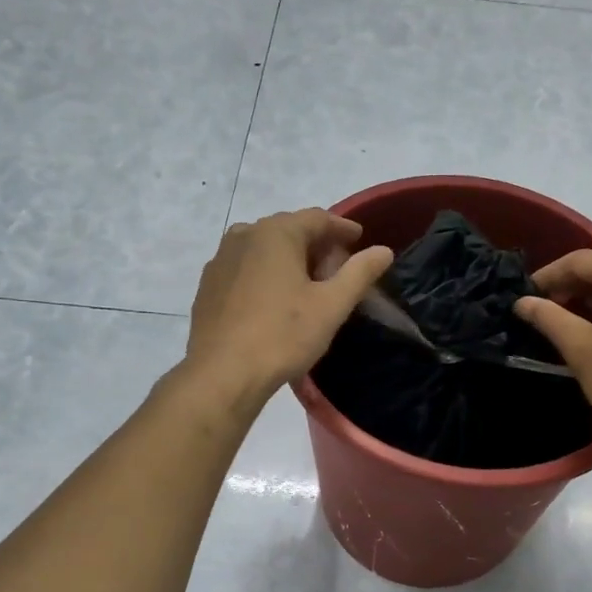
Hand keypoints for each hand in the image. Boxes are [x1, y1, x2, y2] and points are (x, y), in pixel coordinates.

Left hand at [183, 209, 393, 407]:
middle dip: (316, 245)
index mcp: (276, 233)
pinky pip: (244, 268)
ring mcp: (220, 259)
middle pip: (289, 230)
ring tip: (307, 285)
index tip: (359, 239)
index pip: (317, 218)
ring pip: (264, 248)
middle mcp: (244, 235)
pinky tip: (274, 300)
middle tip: (336, 268)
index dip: (342, 228)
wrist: (222, 374)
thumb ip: (359, 273)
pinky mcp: (208, 285)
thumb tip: (384, 251)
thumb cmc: (283, 335)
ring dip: (289, 259)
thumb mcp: (331, 306)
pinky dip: (265, 273)